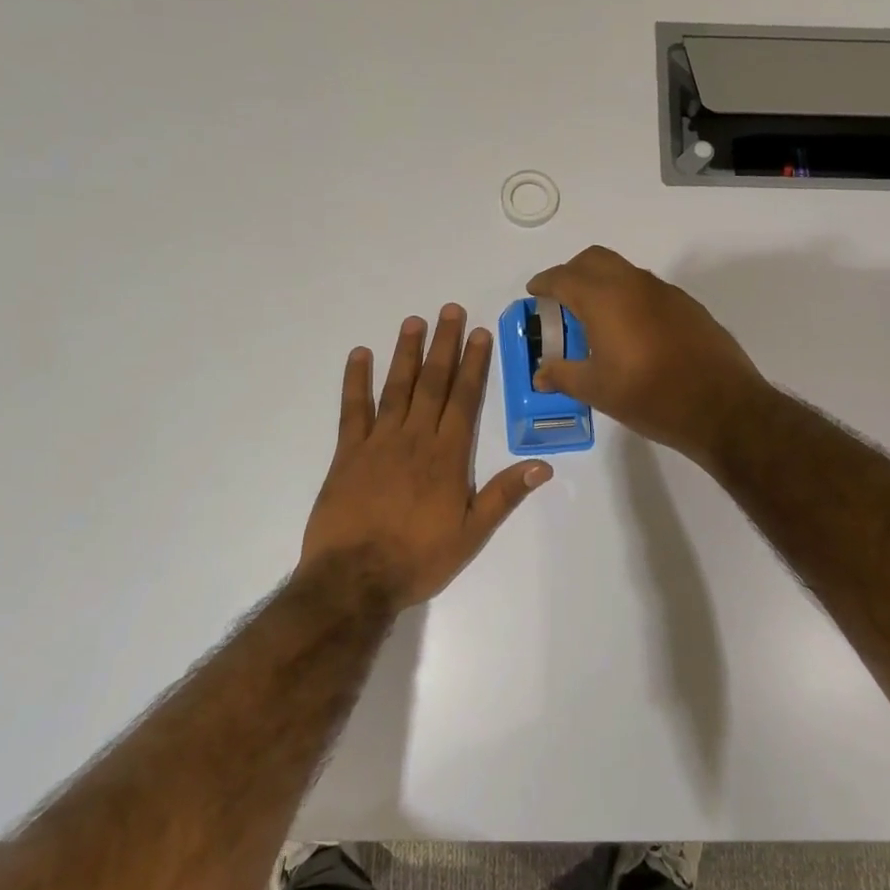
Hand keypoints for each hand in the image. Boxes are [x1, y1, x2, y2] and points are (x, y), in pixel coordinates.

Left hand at [300, 305, 550, 608]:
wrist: (354, 579)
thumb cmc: (418, 559)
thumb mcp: (471, 534)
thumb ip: (503, 496)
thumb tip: (542, 465)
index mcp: (448, 456)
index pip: (465, 399)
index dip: (473, 364)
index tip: (478, 333)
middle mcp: (415, 438)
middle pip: (433, 383)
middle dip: (443, 345)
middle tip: (449, 310)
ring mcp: (378, 442)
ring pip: (396, 387)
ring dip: (406, 353)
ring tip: (414, 321)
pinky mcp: (347, 452)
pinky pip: (352, 409)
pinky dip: (355, 380)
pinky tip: (360, 355)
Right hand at [526, 246, 769, 466]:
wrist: (722, 407)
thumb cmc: (649, 396)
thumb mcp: (597, 391)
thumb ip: (563, 376)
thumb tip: (540, 374)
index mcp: (605, 298)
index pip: (564, 277)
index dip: (544, 283)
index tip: (534, 293)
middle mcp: (634, 284)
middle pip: (594, 260)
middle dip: (572, 273)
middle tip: (561, 301)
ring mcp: (666, 293)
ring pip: (624, 272)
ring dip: (603, 284)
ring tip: (594, 319)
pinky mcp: (688, 307)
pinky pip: (648, 290)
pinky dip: (629, 298)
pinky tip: (631, 333)